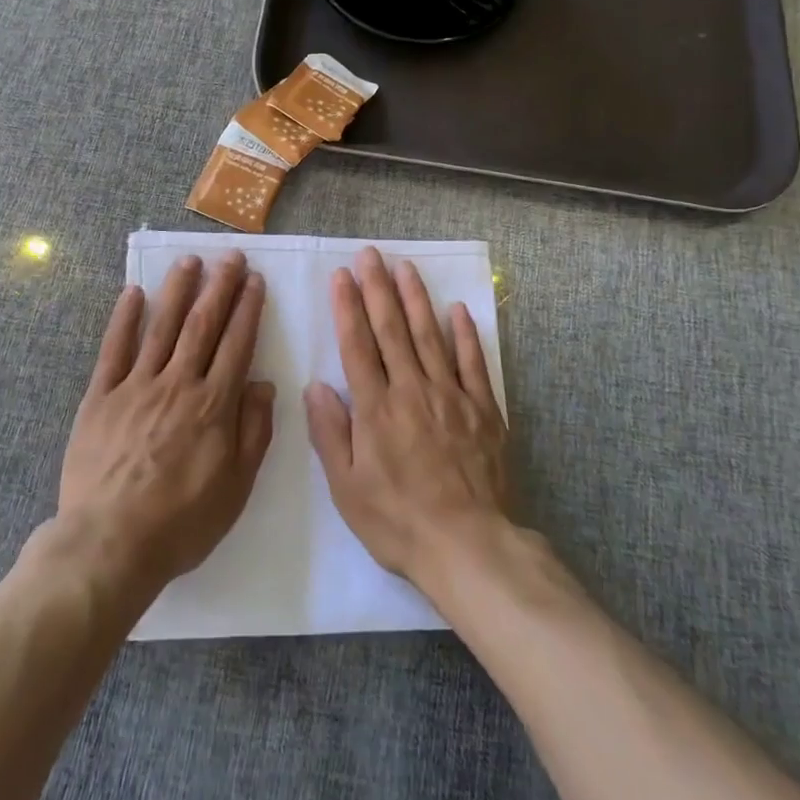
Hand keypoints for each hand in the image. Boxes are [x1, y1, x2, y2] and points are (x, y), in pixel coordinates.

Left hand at [58, 252, 274, 593]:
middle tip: (231, 257)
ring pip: (161, 327)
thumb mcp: (236, 488)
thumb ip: (253, 432)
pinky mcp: (100, 397)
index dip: (247, 309)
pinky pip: (114, 350)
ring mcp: (136, 386)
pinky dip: (124, 319)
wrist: (109, 544)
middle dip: (219, 287)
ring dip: (177, 290)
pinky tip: (132, 293)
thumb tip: (264, 384)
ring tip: (189, 260)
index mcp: (213, 405)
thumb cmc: (181, 522)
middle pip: (202, 325)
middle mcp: (178, 384)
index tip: (255, 281)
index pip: (236, 344)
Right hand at [304, 248, 510, 589]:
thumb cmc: (397, 520)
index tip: (342, 276)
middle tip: (370, 254)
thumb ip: (330, 433)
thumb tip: (316, 386)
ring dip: (416, 298)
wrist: (468, 546)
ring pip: (430, 336)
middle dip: (378, 288)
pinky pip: (472, 363)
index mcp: (376, 408)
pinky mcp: (483, 409)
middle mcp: (412, 390)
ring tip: (405, 267)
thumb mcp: (347, 488)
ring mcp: (451, 396)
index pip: (357, 345)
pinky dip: (465, 334)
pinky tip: (457, 309)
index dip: (348, 307)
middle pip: (392, 330)